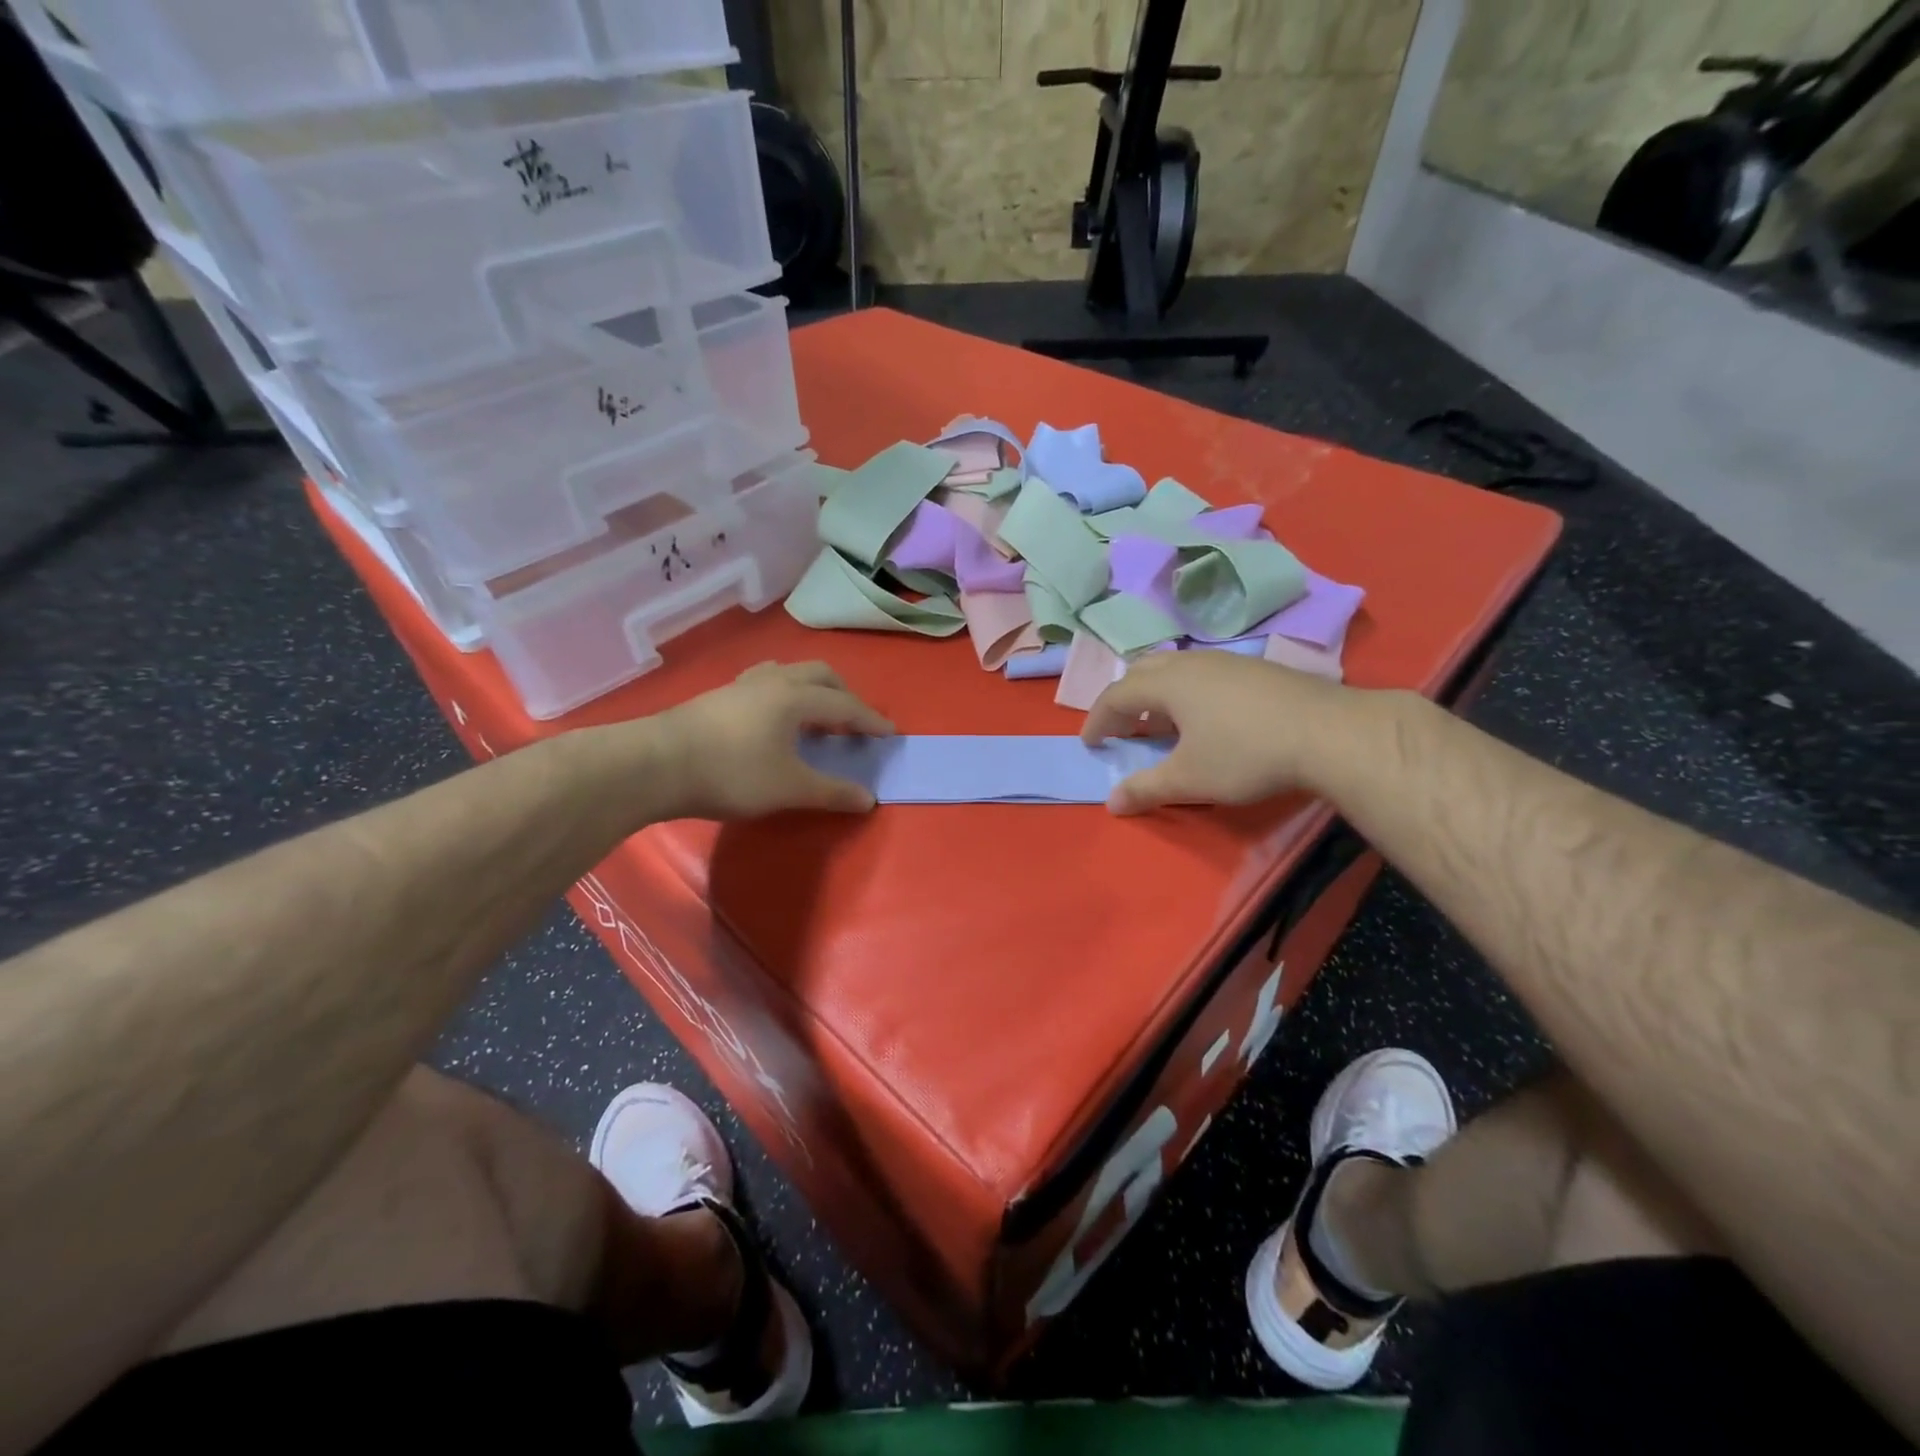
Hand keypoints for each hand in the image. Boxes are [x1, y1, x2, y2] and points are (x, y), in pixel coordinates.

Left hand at [657, 661, 892, 818]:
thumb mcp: (789, 788)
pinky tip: (774, 722)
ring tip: (815, 718)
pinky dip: (784, 696)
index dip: (870, 720)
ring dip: (811, 691)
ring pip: (788, 673)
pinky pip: (765, 684)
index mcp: (795, 697)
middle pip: (819, 675)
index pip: (845, 705)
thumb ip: (831, 791)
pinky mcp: (718, 697)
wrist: (655, 765)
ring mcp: (742, 686)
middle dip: (844, 695)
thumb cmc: (731, 773)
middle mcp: (773, 681)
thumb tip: (868, 799)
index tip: (890, 733)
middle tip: (853, 722)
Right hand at [1080, 651, 1358, 814]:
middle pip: (1143, 671)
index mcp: (1168, 683)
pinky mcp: (1255, 670)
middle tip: (1122, 728)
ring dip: (1157, 695)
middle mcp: (1192, 663)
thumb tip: (1111, 803)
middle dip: (1125, 700)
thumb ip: (1146, 789)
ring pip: (1176, 669)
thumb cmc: (1246, 754)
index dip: (1097, 719)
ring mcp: (1227, 662)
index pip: (1116, 696)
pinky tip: (1206, 719)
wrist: (1329, 733)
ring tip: (1161, 724)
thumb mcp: (1190, 779)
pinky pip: (1203, 673)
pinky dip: (1187, 693)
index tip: (1090, 743)